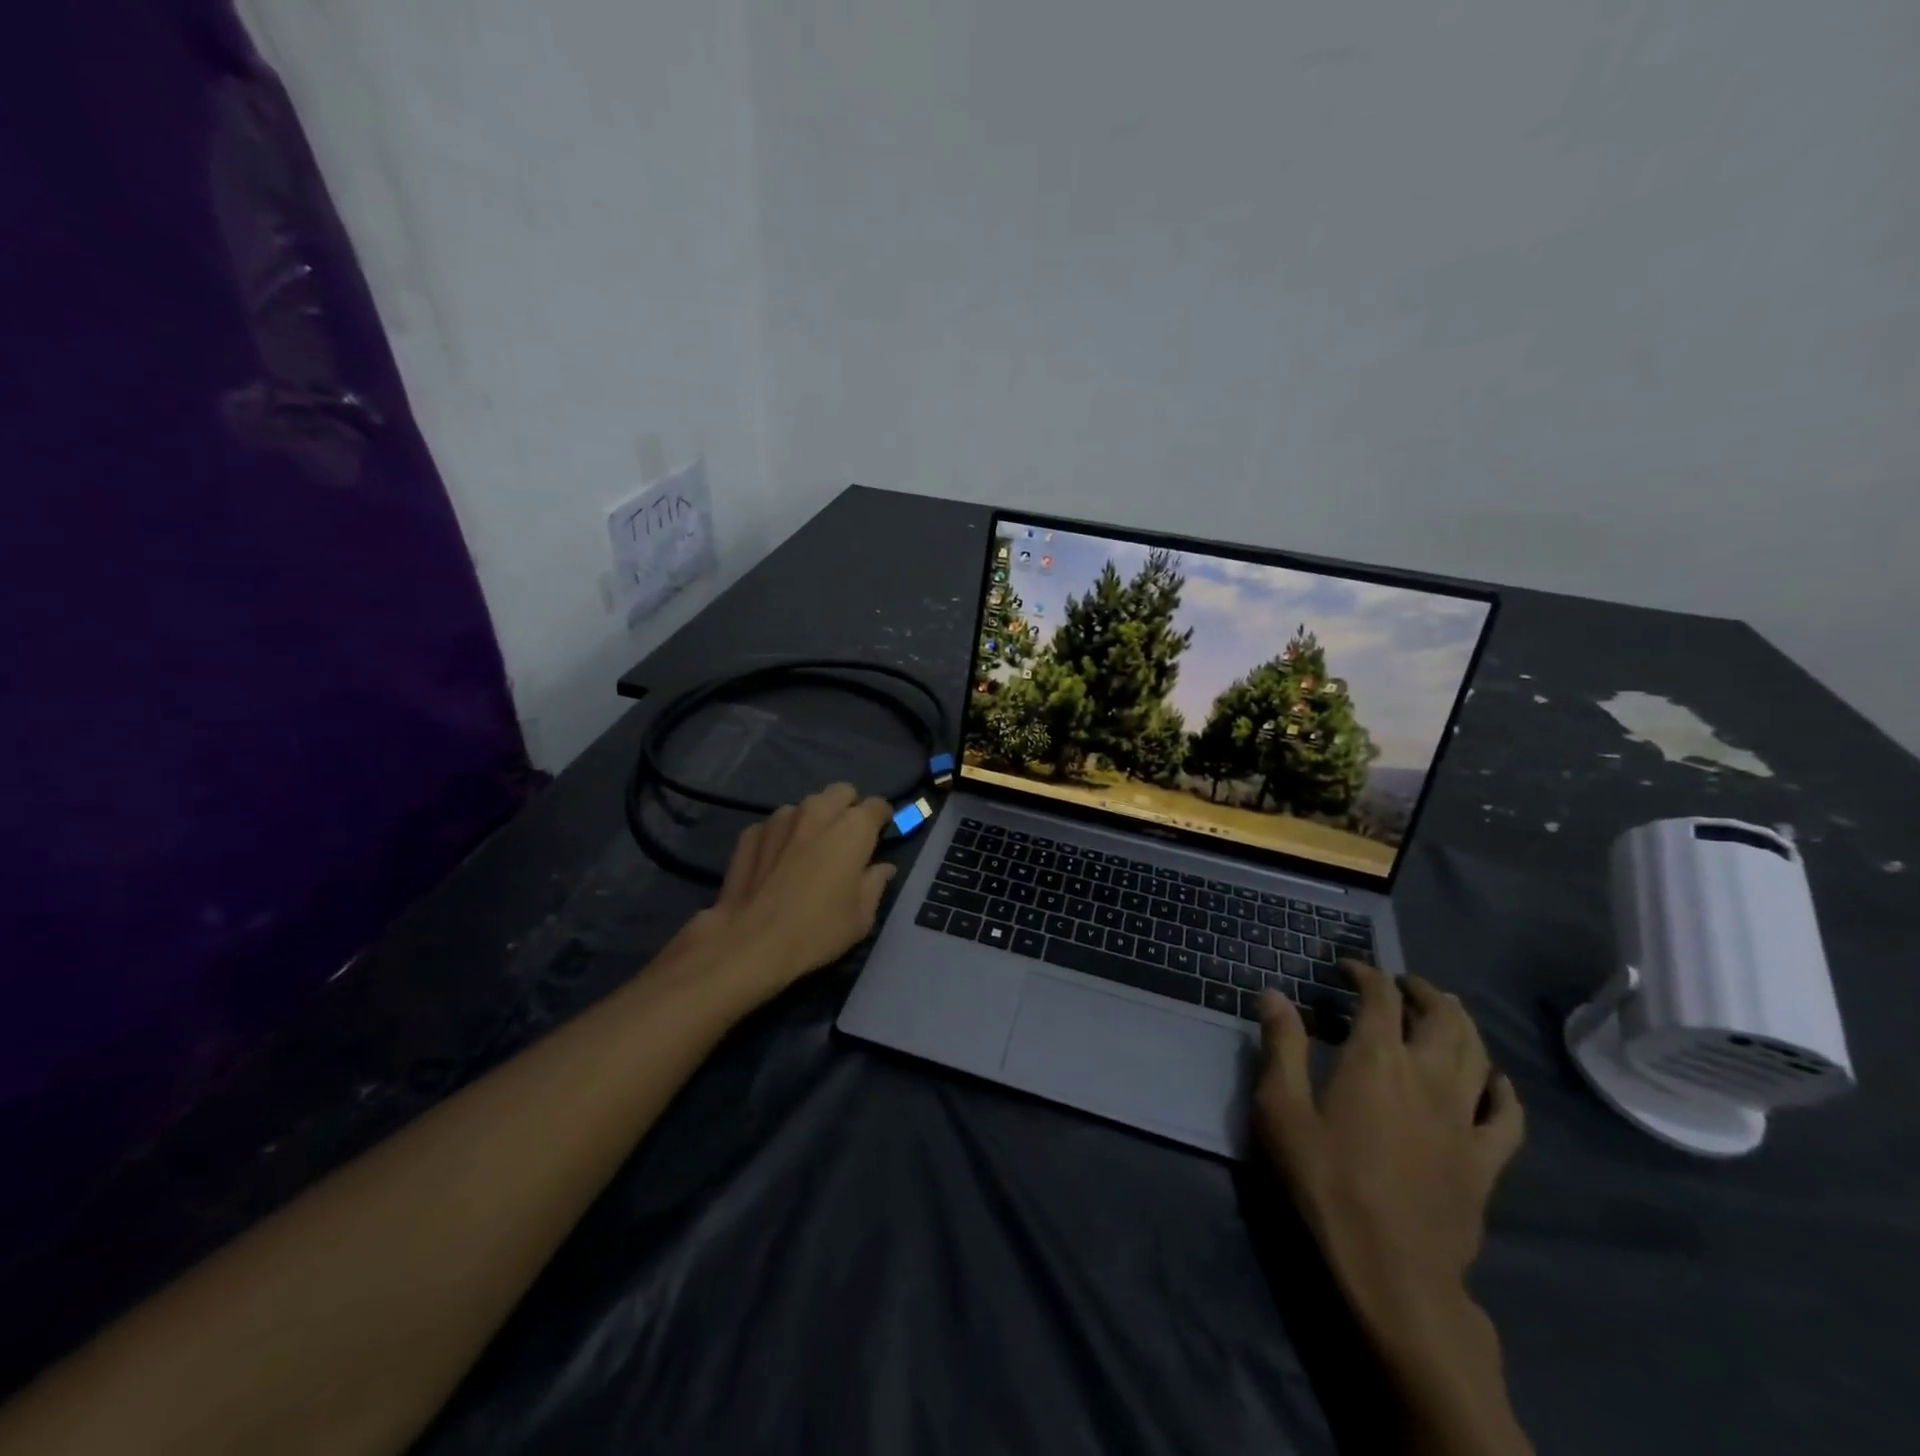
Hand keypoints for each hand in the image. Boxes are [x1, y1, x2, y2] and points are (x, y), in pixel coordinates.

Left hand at [692, 784, 896, 1003]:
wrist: (750, 943)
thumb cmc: (817, 930)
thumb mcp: (861, 917)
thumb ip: (875, 883)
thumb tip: (882, 868)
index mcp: (853, 828)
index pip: (878, 805)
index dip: (882, 819)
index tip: (880, 835)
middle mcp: (818, 812)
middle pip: (841, 792)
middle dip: (848, 807)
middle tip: (847, 837)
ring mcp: (780, 819)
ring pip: (806, 806)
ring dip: (813, 820)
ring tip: (809, 849)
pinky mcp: (751, 833)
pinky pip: (775, 824)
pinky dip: (782, 836)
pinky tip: (777, 861)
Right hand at [1253, 965, 1523, 1333]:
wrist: (1393, 1269)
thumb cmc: (1326, 1181)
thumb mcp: (1281, 1109)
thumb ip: (1282, 1046)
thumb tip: (1274, 994)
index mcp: (1377, 1059)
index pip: (1380, 997)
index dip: (1366, 974)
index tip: (1348, 968)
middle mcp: (1427, 1076)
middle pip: (1442, 1017)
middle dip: (1423, 991)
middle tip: (1403, 983)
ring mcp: (1464, 1119)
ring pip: (1478, 1055)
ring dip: (1463, 1024)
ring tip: (1448, 1012)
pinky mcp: (1486, 1161)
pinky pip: (1508, 1116)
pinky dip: (1503, 1089)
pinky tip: (1496, 1081)